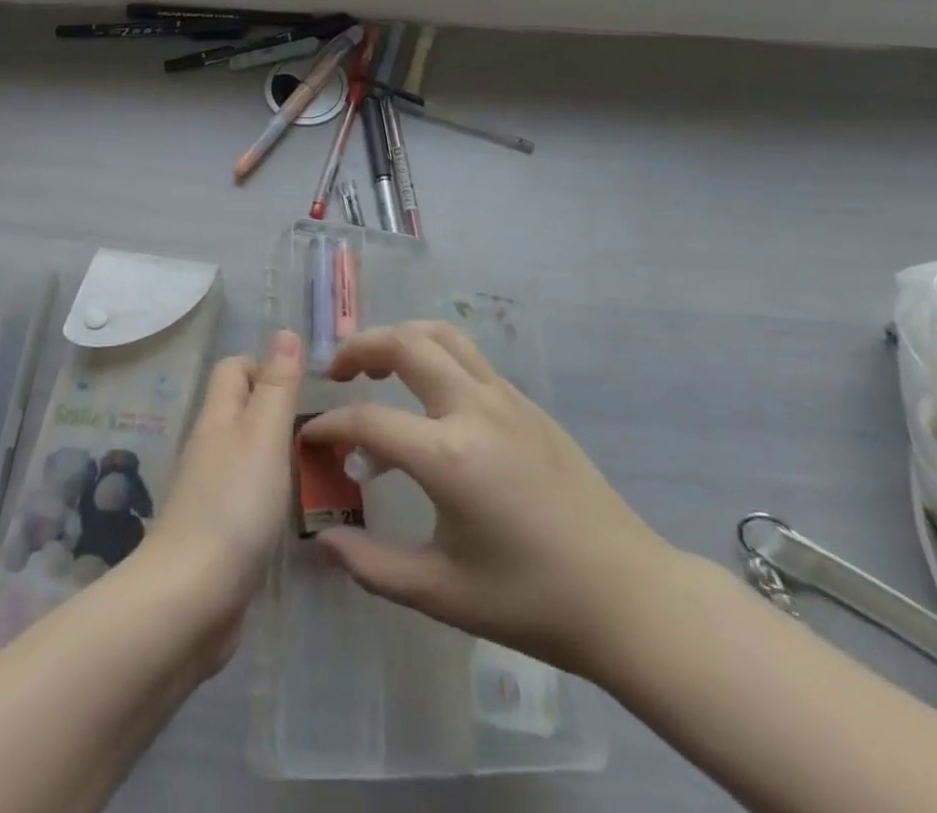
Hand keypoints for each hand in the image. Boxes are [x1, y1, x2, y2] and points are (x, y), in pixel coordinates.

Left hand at [138, 329, 302, 669]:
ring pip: (247, 453)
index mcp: (218, 418)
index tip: (308, 384)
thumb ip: (277, 386)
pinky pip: (248, 494)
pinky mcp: (218, 533)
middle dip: (278, 408)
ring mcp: (211, 492)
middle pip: (241, 409)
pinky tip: (296, 508)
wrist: (190, 600)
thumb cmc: (234, 505)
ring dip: (278, 451)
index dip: (267, 364)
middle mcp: (210, 448)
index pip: (235, 369)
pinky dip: (272, 490)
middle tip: (325, 426)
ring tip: (322, 464)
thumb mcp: (264, 435)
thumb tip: (285, 332)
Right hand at [299, 321, 674, 675]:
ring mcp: (507, 399)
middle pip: (406, 343)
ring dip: (402, 338)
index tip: (309, 439)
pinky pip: (470, 360)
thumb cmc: (531, 600)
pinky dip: (435, 357)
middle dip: (361, 347)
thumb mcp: (442, 593)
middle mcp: (475, 409)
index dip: (330, 427)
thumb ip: (373, 565)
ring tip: (378, 366)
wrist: (627, 595)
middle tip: (337, 372)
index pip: (368, 420)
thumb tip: (324, 543)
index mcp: (449, 456)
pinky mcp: (528, 404)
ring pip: (443, 336)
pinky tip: (429, 401)